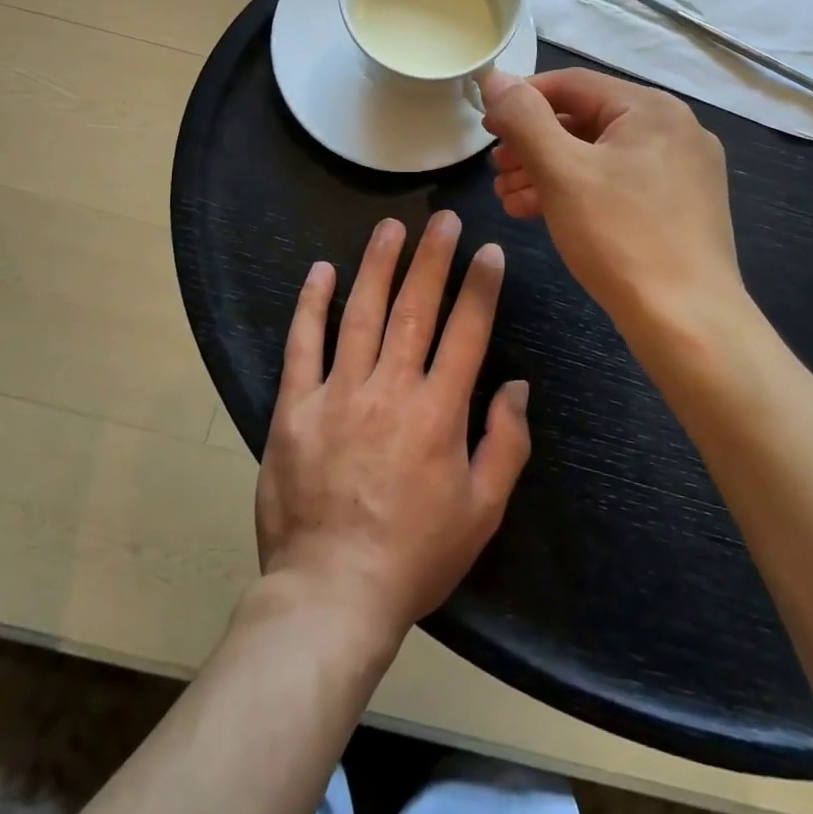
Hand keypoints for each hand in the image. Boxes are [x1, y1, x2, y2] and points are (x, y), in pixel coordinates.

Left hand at [255, 212, 531, 646]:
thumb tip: (517, 385)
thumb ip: (506, 443)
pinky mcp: (294, 407)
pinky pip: (303, 345)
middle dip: (433, 257)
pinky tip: (321, 270)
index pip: (467, 331)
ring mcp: (338, 393)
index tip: (488, 250)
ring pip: (361, 313)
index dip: (480, 286)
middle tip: (444, 218)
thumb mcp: (482, 511)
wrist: (330, 595)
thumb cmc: (415, 556)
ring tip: (391, 226)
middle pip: (416, 308)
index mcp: (439, 412)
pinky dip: (311, 304)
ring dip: (378, 264)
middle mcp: (390, 389)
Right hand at [482, 68, 745, 337]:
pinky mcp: (679, 207)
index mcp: (652, 108)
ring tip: (508, 196)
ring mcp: (681, 170)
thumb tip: (495, 78)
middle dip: (533, 144)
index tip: (486, 127)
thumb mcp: (561, 171)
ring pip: (599, 156)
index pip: (572, 84)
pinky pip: (618, 183)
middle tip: (496, 169)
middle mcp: (673, 129)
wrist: (687, 323)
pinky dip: (577, 192)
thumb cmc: (620, 237)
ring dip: (548, 171)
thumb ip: (524, 118)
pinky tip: (539, 212)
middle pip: (585, 120)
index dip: (521, 100)